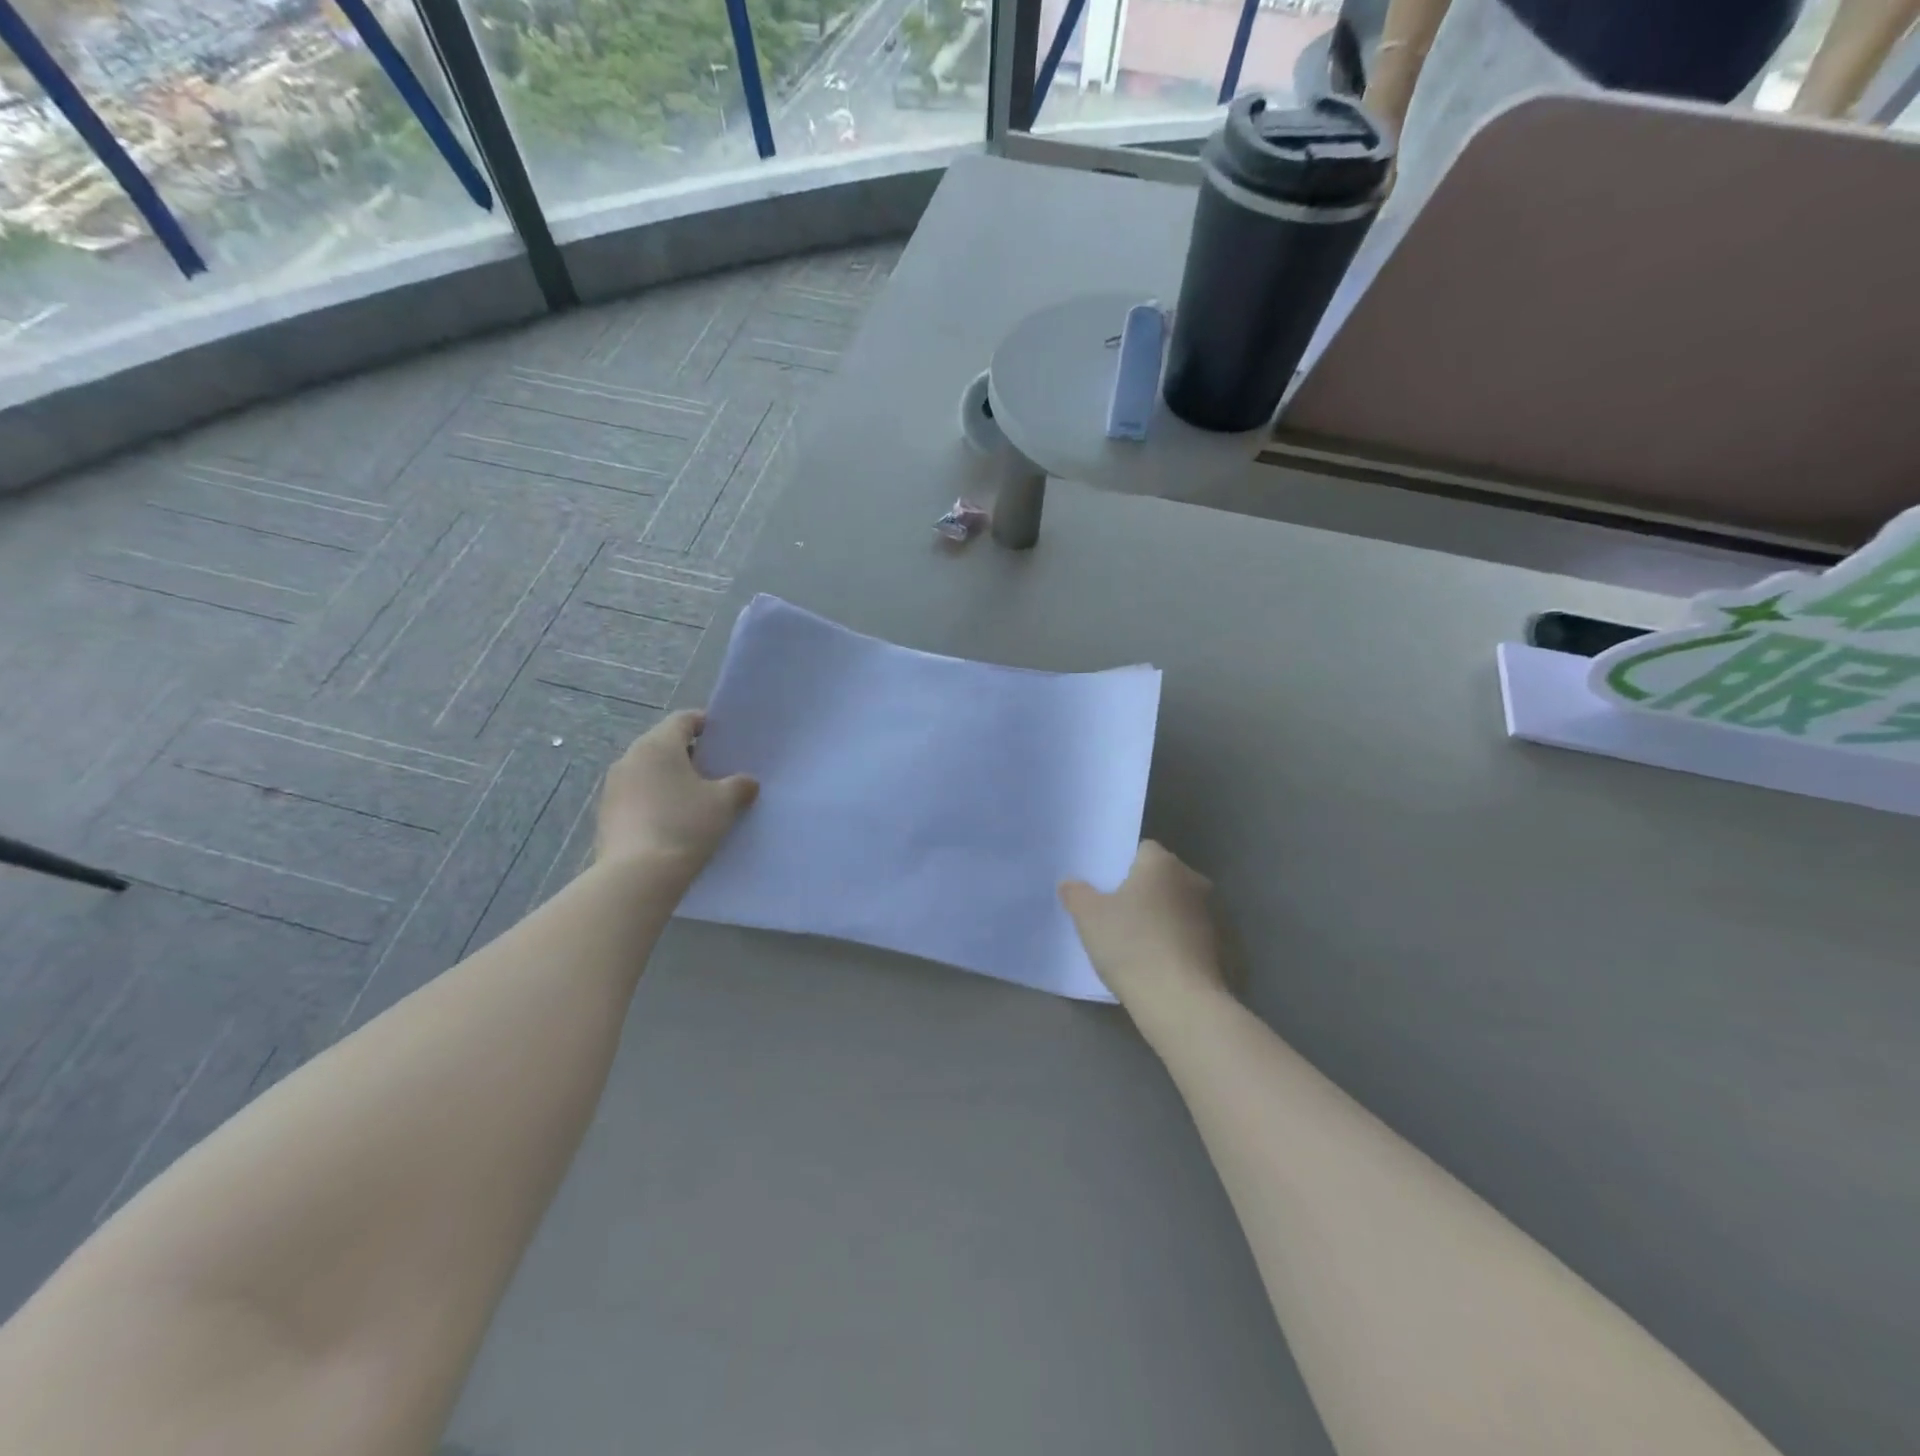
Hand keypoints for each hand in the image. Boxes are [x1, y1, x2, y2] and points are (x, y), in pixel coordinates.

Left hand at [594, 711, 756, 876]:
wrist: (638, 876)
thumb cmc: (685, 825)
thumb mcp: (724, 803)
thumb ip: (740, 785)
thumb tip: (747, 782)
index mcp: (658, 745)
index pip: (683, 720)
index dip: (705, 724)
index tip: (723, 739)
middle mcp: (630, 758)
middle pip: (664, 744)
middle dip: (689, 755)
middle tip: (715, 772)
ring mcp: (613, 787)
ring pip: (648, 771)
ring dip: (670, 779)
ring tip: (695, 799)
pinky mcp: (606, 814)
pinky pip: (637, 795)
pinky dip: (655, 800)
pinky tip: (673, 821)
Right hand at [1060, 841, 1231, 1025]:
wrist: (1179, 1000)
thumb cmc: (1131, 944)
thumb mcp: (1088, 916)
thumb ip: (1076, 893)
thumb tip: (1070, 883)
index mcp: (1162, 863)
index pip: (1142, 850)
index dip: (1122, 865)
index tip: (1105, 887)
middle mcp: (1192, 880)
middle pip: (1161, 877)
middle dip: (1142, 890)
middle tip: (1115, 912)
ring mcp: (1210, 914)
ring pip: (1176, 906)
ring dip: (1159, 917)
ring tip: (1133, 940)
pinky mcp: (1218, 947)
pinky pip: (1186, 934)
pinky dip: (1172, 941)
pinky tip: (1153, 962)